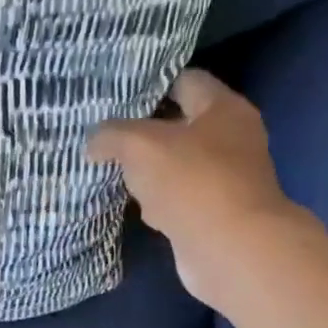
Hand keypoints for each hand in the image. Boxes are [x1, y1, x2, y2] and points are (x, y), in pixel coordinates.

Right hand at [88, 69, 316, 303]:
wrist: (230, 248)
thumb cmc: (191, 181)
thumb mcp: (139, 145)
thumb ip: (111, 135)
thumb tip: (94, 142)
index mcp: (223, 108)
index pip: (185, 80)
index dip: (151, 84)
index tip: (116, 95)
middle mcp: (232, 138)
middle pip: (181, 124)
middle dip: (144, 131)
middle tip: (106, 134)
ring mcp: (227, 178)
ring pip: (177, 164)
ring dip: (148, 169)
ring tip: (111, 169)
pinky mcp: (216, 213)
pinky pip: (179, 198)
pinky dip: (157, 200)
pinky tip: (134, 205)